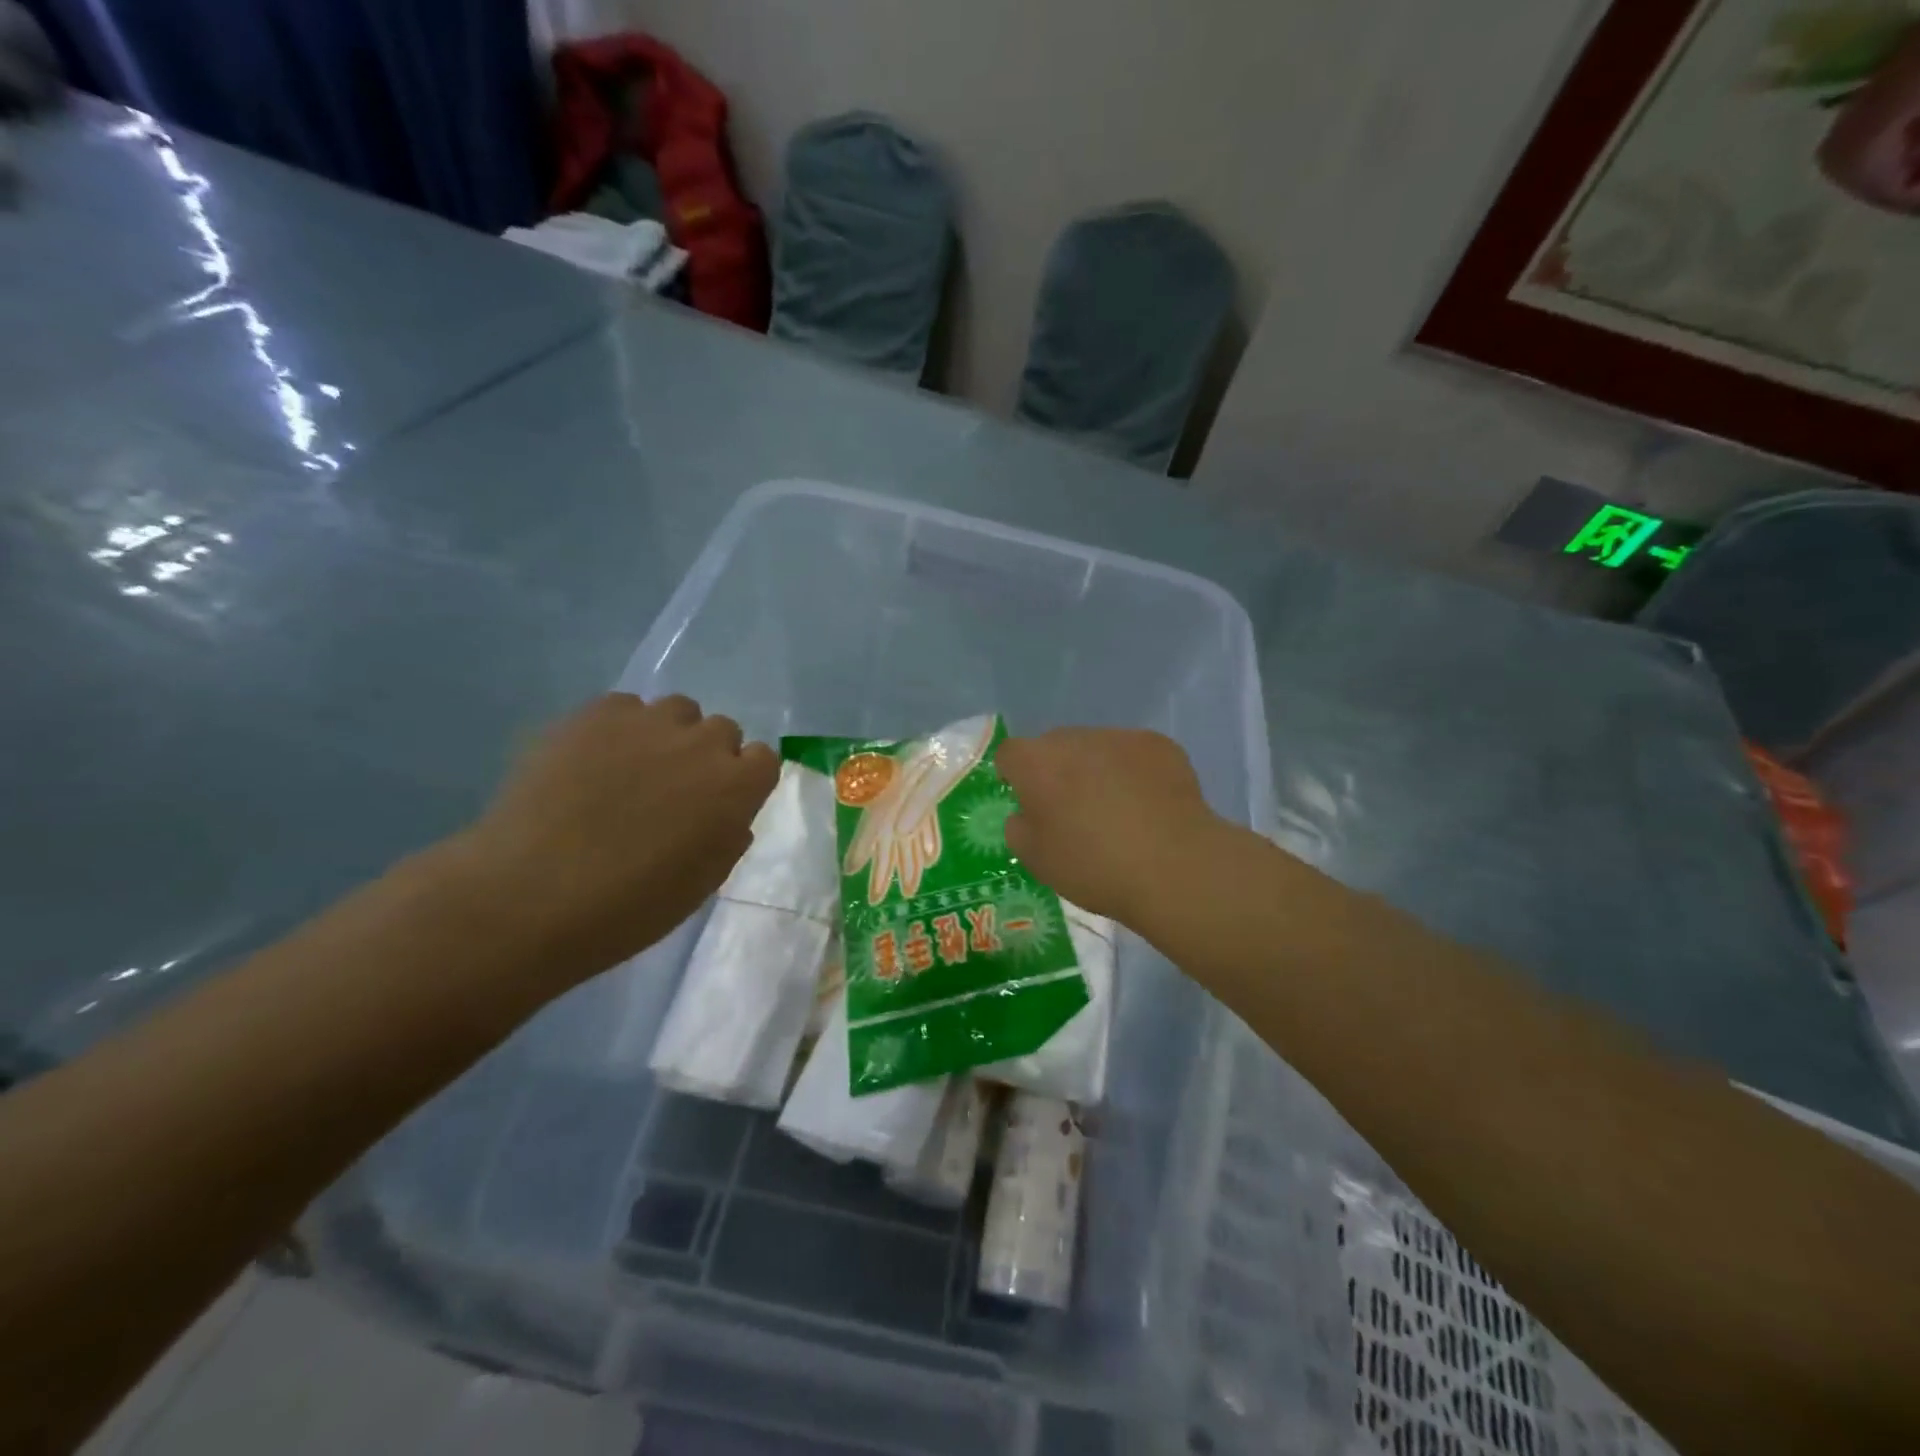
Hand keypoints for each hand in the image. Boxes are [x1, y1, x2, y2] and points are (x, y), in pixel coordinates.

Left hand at [455, 694, 778, 983]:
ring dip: (668, 735)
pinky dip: (619, 729)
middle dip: (706, 756)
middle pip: (722, 730)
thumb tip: (727, 813)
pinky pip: (625, 708)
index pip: (764, 759)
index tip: (719, 805)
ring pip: (677, 711)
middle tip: (672, 791)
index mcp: (737, 787)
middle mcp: (702, 743)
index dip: (743, 781)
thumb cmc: (629, 906)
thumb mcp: (702, 883)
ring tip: (631, 770)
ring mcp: (648, 722)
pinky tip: (592, 762)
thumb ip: (728, 836)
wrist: (531, 894)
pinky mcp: (596, 713)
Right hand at [997, 728, 1228, 921]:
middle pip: (1054, 746)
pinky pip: (1133, 753)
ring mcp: (1120, 737)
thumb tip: (1027, 812)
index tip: (1028, 803)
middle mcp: (1074, 739)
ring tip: (1117, 809)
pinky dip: (1133, 772)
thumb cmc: (1094, 867)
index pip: (1010, 754)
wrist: (1173, 866)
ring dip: (1096, 769)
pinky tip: (1148, 805)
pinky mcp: (1158, 745)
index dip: (1014, 776)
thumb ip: (1019, 828)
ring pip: (1095, 747)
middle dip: (1057, 771)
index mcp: (1037, 763)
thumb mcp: (1036, 860)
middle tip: (1073, 810)